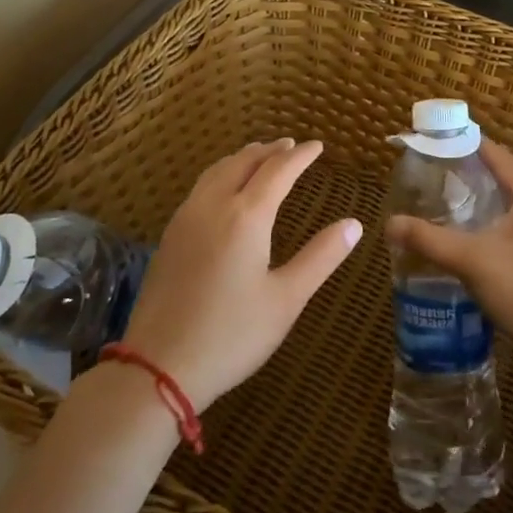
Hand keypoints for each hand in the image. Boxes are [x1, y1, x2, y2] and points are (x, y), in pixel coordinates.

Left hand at [121, 139, 360, 409]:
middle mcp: (213, 206)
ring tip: (259, 156)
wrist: (158, 366)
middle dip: (270, 150)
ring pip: (216, 172)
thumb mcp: (287, 299)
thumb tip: (354, 224)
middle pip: (243, 162)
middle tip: (290, 146)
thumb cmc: (232, 335)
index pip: (278, 171)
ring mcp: (185, 220)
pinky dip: (221, 174)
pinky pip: (199, 188)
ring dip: (242, 158)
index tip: (318, 146)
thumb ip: (321, 257)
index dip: (300, 156)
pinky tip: (224, 190)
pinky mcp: (169, 237)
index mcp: (246, 217)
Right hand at [384, 139, 512, 364]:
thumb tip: (390, 224)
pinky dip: (500, 219)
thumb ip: (429, 239)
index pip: (499, 157)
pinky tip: (478, 235)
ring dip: (487, 200)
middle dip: (474, 175)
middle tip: (438, 177)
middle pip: (508, 178)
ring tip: (452, 204)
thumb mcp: (470, 260)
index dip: (469, 146)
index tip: (441, 141)